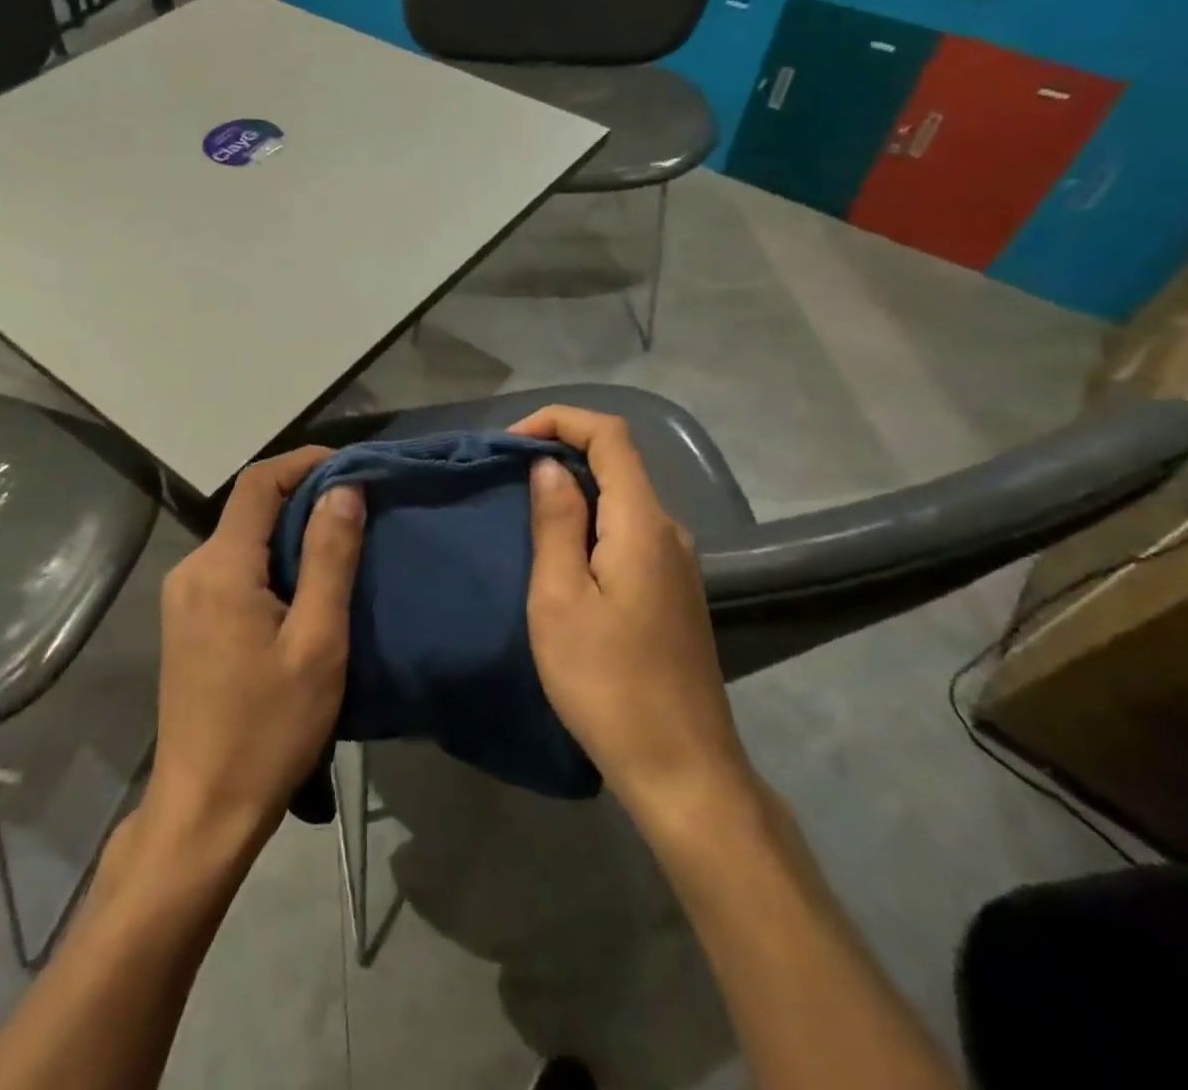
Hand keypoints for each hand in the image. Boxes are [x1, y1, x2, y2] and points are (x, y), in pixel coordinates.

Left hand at [143, 447, 365, 855]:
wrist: (204, 811)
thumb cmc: (268, 730)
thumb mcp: (317, 642)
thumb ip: (330, 558)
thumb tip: (344, 489)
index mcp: (220, 567)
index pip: (258, 483)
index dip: (304, 463)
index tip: (351, 467)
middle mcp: (192, 570)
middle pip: (249, 509)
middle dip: (303, 498)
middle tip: (359, 510)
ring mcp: (183, 598)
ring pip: (242, 540)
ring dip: (289, 533)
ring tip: (341, 547)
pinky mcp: (187, 622)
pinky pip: (233, 570)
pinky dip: (271, 562)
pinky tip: (304, 588)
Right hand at [510, 407, 755, 819]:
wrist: (682, 768)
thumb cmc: (608, 683)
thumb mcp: (560, 599)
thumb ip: (556, 522)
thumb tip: (550, 465)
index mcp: (642, 523)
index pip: (610, 435)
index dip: (560, 420)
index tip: (511, 442)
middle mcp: (669, 530)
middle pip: (618, 462)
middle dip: (561, 453)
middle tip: (505, 479)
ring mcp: (677, 562)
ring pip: (623, 498)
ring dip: (574, 490)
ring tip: (523, 515)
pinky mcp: (674, 590)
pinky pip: (629, 531)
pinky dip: (591, 522)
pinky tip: (561, 556)